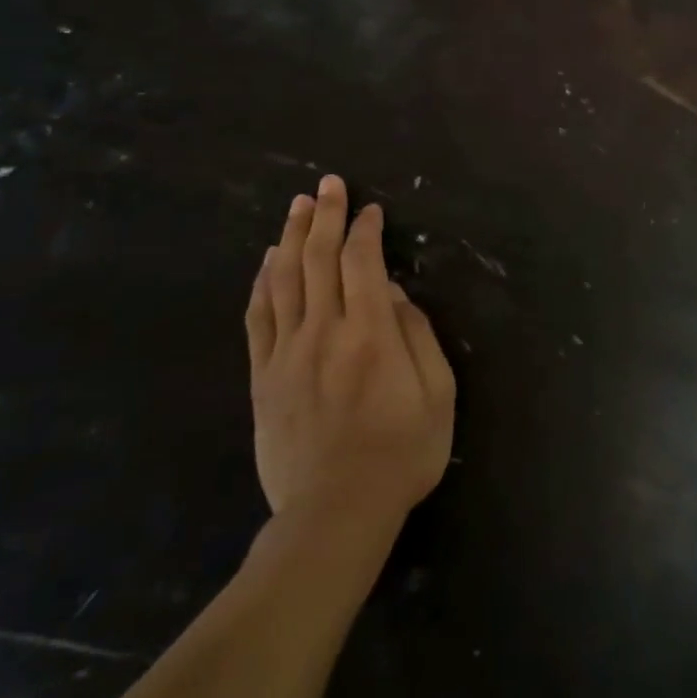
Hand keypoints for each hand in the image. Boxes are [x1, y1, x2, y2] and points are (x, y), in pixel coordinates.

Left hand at [244, 175, 455, 546]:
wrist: (335, 514)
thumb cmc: (401, 453)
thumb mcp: (437, 394)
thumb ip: (417, 334)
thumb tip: (391, 293)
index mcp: (370, 333)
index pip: (363, 262)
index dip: (366, 229)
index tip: (371, 210)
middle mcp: (324, 331)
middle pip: (320, 259)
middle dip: (326, 215)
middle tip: (328, 184)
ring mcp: (287, 353)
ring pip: (284, 280)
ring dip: (292, 237)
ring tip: (297, 206)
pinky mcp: (263, 377)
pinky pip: (258, 318)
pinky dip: (262, 282)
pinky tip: (268, 261)